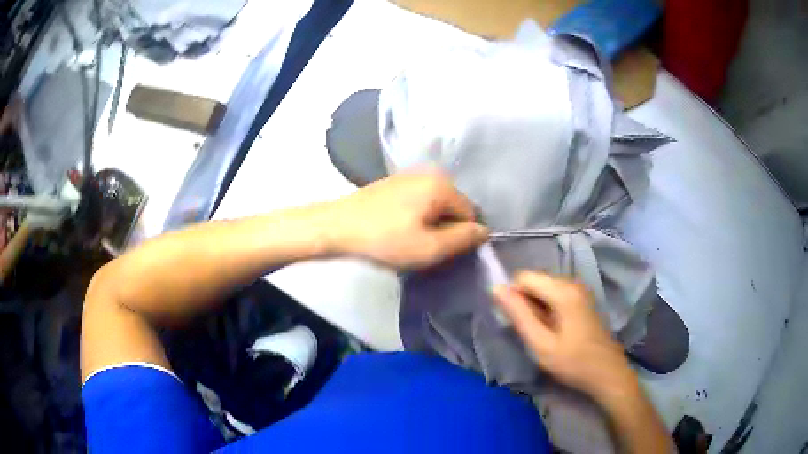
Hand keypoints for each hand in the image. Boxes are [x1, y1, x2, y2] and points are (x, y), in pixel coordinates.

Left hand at [326, 170, 488, 268]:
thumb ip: (463, 239)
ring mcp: (410, 176)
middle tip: (423, 247)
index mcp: (442, 185)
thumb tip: (485, 231)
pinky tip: (397, 228)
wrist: (337, 226)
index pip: (471, 214)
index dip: (461, 237)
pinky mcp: (394, 183)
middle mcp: (430, 174)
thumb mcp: (429, 248)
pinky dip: (416, 216)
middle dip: (445, 229)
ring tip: (408, 239)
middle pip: (454, 208)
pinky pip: (419, 201)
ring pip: (436, 205)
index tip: (440, 251)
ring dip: (430, 224)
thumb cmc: (385, 239)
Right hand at [493, 271, 635, 401]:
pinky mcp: (583, 300)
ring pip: (544, 289)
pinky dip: (548, 310)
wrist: (607, 374)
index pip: (524, 277)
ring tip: (542, 334)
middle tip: (531, 332)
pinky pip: (556, 295)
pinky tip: (554, 331)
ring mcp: (580, 290)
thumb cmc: (573, 362)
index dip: (514, 297)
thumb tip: (495, 287)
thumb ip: (519, 314)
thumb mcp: (540, 344)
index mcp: (563, 291)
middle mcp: (572, 283)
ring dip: (536, 308)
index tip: (518, 323)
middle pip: (535, 281)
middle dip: (526, 303)